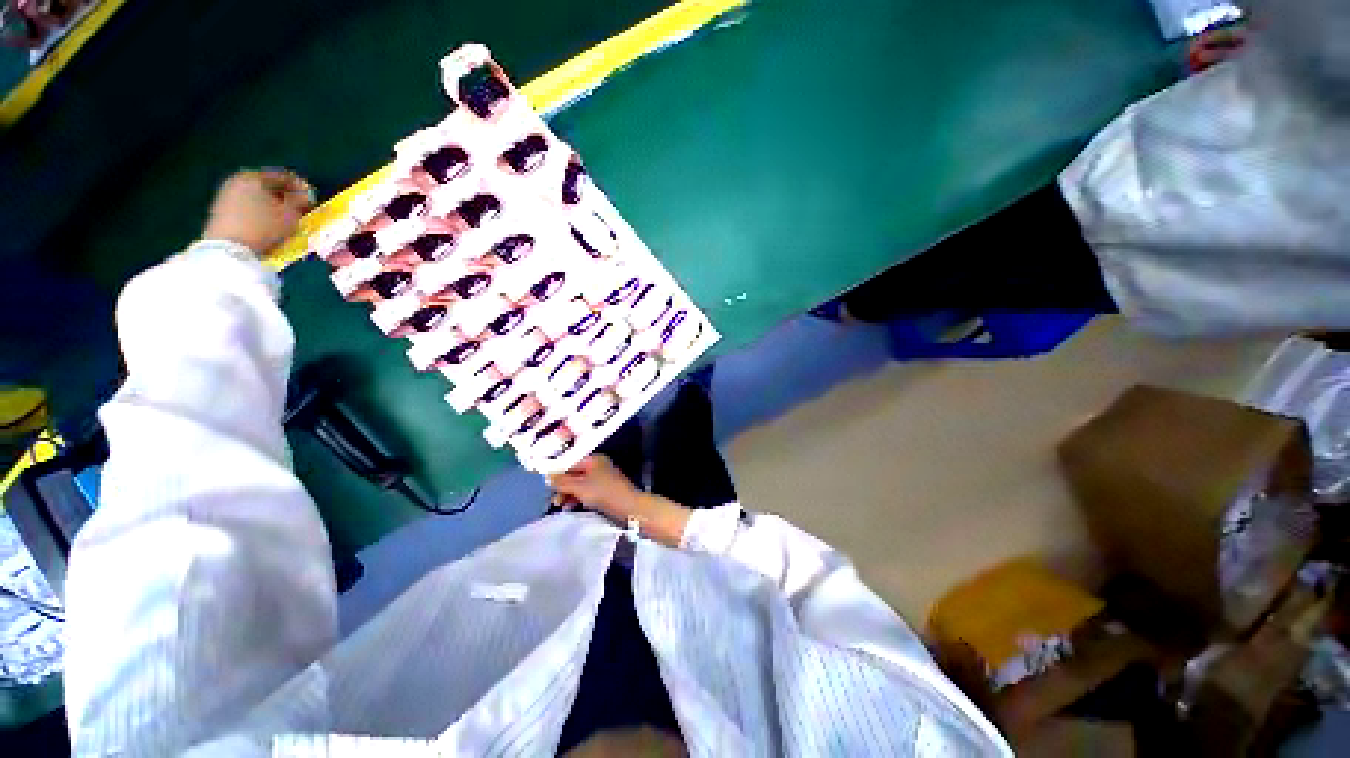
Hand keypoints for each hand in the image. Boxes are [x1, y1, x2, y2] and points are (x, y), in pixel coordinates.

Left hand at [202, 169, 314, 256]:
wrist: (228, 248)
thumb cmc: (263, 228)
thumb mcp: (290, 215)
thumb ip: (300, 202)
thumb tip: (304, 196)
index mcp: (255, 177)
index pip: (284, 176)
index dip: (302, 187)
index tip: (312, 200)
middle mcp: (239, 180)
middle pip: (269, 185)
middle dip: (286, 196)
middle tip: (300, 209)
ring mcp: (227, 194)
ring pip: (258, 195)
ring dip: (274, 205)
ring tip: (285, 218)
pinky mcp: (222, 208)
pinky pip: (248, 204)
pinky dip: (261, 211)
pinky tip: (269, 224)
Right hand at [547, 455, 692, 546]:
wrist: (629, 508)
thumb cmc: (603, 493)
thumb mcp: (579, 486)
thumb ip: (562, 481)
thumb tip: (547, 475)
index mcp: (593, 460)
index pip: (570, 462)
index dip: (557, 472)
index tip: (545, 484)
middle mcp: (598, 466)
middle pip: (574, 474)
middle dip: (562, 486)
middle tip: (553, 500)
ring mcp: (602, 479)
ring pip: (579, 484)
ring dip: (568, 494)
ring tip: (559, 506)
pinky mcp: (604, 492)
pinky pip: (586, 492)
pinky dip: (577, 499)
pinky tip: (569, 508)